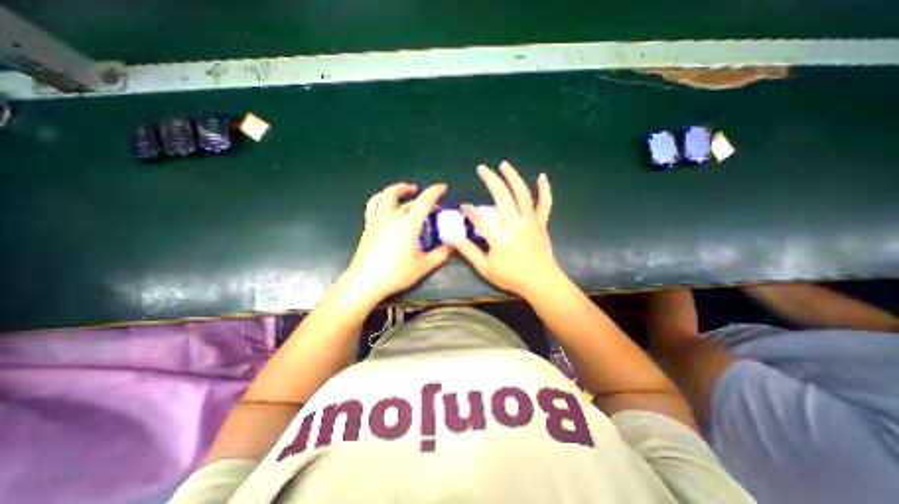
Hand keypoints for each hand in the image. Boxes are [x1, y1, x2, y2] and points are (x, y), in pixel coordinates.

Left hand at [345, 182, 452, 301]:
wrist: (366, 281)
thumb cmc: (397, 273)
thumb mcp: (424, 265)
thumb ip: (441, 254)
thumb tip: (453, 244)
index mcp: (408, 224)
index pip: (424, 201)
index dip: (435, 192)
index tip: (442, 187)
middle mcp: (392, 216)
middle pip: (409, 201)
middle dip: (424, 199)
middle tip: (433, 206)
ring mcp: (378, 219)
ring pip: (387, 195)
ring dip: (399, 189)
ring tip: (408, 189)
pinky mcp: (368, 225)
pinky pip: (373, 204)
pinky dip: (381, 197)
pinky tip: (385, 202)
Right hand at [458, 161, 559, 296]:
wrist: (540, 281)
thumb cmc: (511, 277)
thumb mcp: (485, 268)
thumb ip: (468, 251)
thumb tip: (451, 238)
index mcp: (499, 236)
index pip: (479, 218)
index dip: (469, 211)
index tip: (463, 206)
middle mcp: (514, 223)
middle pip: (501, 195)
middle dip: (490, 179)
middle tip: (481, 168)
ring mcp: (530, 221)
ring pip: (522, 193)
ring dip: (512, 176)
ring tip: (504, 165)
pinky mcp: (541, 222)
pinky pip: (544, 203)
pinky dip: (544, 189)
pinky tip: (542, 176)